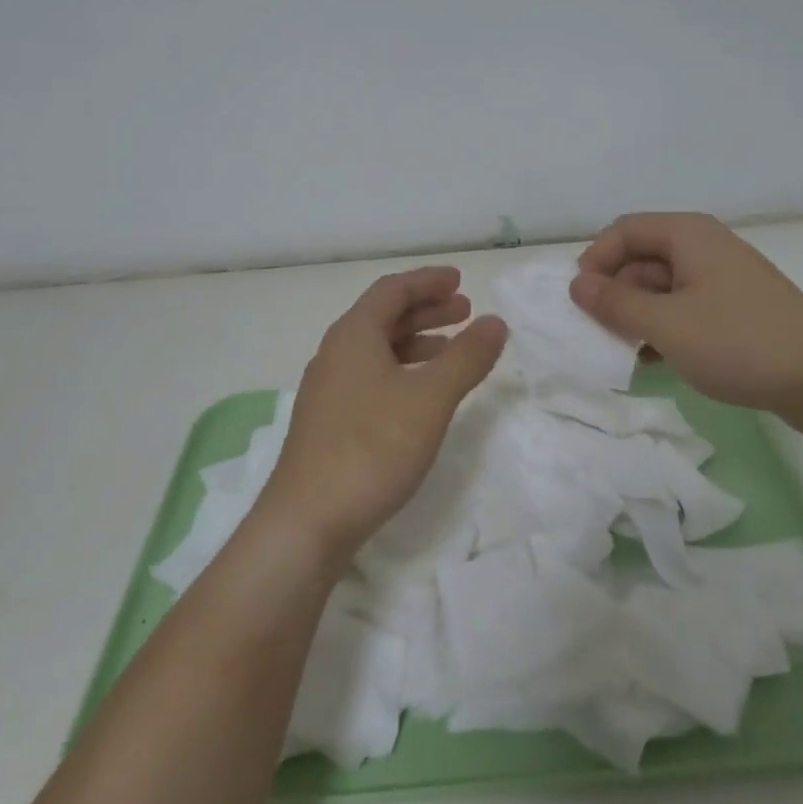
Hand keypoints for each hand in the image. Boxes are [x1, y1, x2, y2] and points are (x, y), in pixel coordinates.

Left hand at [257, 266, 507, 571]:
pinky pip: (372, 376)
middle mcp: (336, 354)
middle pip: (384, 316)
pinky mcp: (330, 422)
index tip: (460, 280)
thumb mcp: (430, 398)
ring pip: (378, 349)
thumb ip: (466, 357)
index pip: (393, 290)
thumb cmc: (372, 448)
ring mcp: (329, 390)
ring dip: (417, 342)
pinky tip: (422, 395)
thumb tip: (495, 322)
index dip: (427, 281)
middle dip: (426, 310)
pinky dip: (403, 371)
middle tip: (465, 311)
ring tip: (453, 351)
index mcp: (354, 335)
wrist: (307, 522)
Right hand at [570, 213, 802, 417]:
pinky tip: (655, 360)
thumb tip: (577, 284)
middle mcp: (704, 247)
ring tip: (625, 351)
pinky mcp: (735, 309)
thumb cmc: (738, 342)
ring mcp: (722, 279)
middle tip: (600, 333)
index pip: (623, 231)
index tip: (581, 302)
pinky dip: (664, 328)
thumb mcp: (666, 324)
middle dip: (615, 292)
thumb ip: (616, 303)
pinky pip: (685, 308)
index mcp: (688, 235)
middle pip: (641, 257)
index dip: (595, 261)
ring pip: (661, 287)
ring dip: (637, 315)